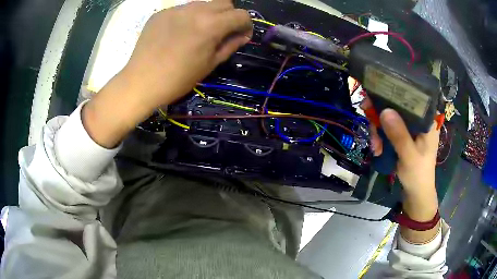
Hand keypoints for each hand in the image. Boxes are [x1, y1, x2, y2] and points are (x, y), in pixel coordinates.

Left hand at [83, 1, 252, 148]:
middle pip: (224, 3)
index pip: (241, 14)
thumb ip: (230, 45)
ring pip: (203, 4)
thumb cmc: (178, 79)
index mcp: (211, 25)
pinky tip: (178, 33)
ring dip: (208, 14)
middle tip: (221, 32)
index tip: (240, 35)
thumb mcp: (210, 64)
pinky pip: (182, 9)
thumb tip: (243, 34)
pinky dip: (187, 18)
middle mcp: (196, 10)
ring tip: (197, 32)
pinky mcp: (161, 13)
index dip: (245, 25)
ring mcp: (176, 9)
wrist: (141, 82)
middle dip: (229, 15)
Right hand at [361, 98, 439, 198]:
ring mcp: (411, 128)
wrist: (416, 194)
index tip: (374, 100)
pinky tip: (378, 149)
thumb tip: (385, 111)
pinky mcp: (404, 135)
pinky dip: (381, 137)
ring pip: (390, 118)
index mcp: (427, 120)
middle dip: (381, 118)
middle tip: (371, 130)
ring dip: (379, 131)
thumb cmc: (418, 175)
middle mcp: (419, 119)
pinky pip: (388, 129)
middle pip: (397, 107)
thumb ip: (399, 135)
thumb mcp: (409, 156)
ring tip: (376, 147)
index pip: (410, 97)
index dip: (391, 95)